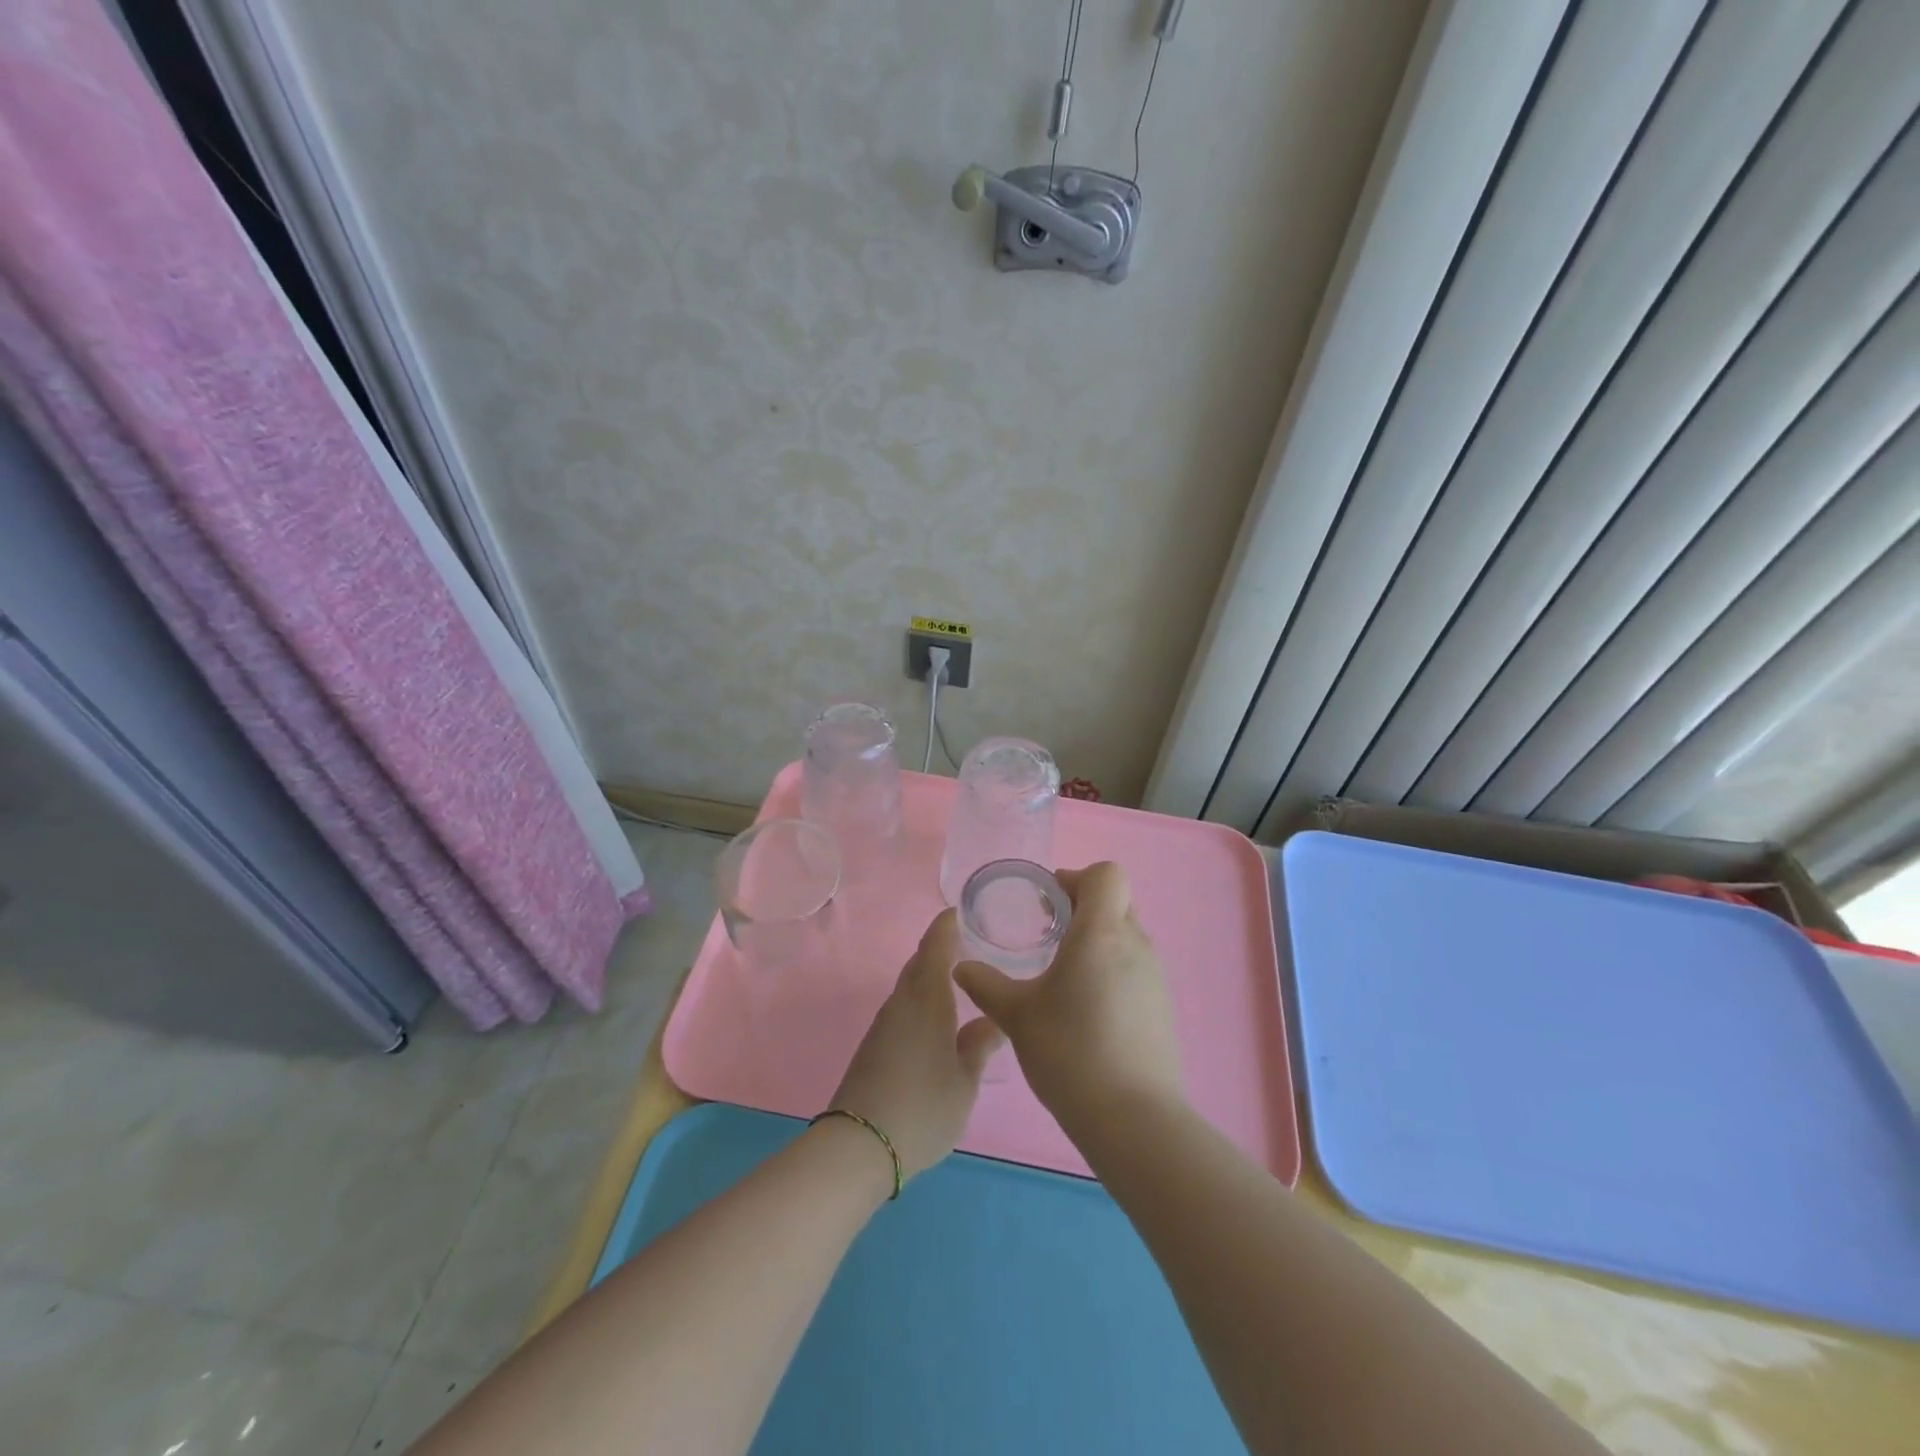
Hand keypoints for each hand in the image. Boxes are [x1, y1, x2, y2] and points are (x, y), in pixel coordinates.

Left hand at [829, 909, 1003, 1180]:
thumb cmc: (923, 1108)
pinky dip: (919, 998)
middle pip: (919, 963)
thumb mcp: (964, 1082)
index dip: (946, 926)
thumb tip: (993, 1021)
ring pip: (909, 985)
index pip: (936, 948)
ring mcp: (884, 1024)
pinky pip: (902, 1006)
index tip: (959, 911)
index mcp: (927, 1000)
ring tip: (956, 980)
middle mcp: (902, 1003)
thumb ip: (979, 1047)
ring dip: (929, 975)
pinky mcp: (874, 1044)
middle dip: (939, 948)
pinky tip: (934, 1017)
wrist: (859, 1145)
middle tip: (967, 944)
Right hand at [953, 862, 1184, 1130]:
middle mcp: (1135, 944)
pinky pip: (1135, 968)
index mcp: (1101, 932)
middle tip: (1048, 933)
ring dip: (1097, 940)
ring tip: (1063, 974)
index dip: (1077, 878)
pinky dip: (1111, 970)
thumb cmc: (1070, 1052)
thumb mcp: (1016, 1015)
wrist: (1133, 1119)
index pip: (1106, 874)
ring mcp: (1155, 976)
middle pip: (1116, 901)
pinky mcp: (1162, 1006)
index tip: (1048, 903)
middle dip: (1082, 907)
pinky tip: (1086, 1009)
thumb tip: (961, 967)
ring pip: (1126, 935)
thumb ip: (986, 984)